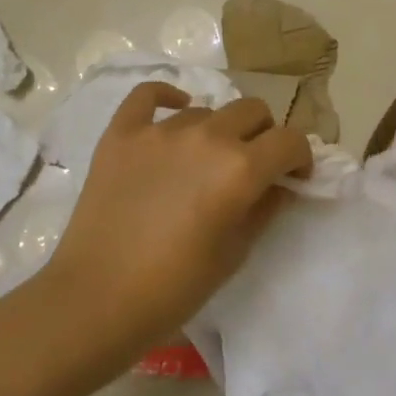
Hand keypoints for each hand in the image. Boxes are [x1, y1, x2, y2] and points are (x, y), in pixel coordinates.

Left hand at [41, 83, 311, 359]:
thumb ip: (265, 209)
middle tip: (252, 166)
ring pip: (206, 111)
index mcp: (240, 168)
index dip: (299, 156)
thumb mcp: (235, 253)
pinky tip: (174, 111)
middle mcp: (206, 136)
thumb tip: (280, 185)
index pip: (289, 140)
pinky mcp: (122, 132)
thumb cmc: (174, 288)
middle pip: (252, 111)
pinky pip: (149, 95)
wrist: (96, 300)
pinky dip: (167, 98)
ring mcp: (160, 130)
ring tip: (202, 162)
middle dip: (263, 135)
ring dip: (217, 131)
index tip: (293, 176)